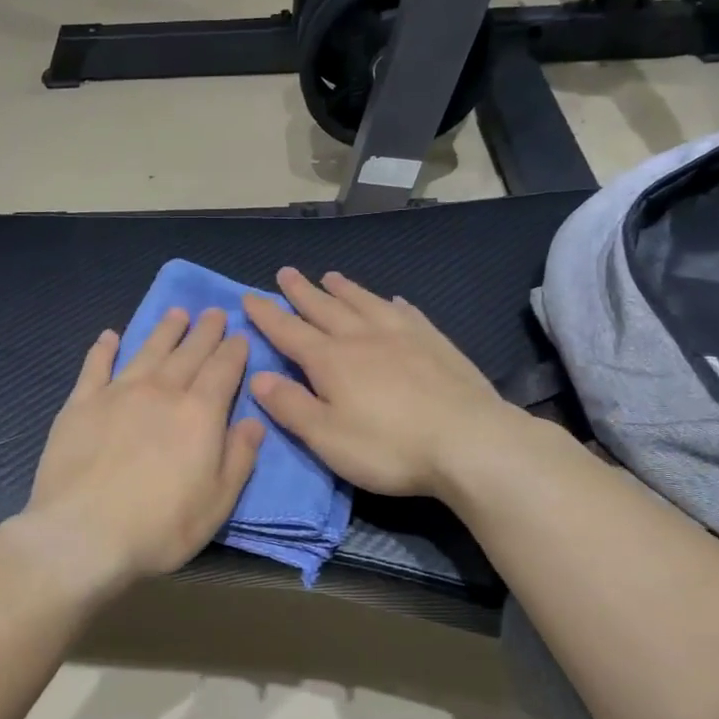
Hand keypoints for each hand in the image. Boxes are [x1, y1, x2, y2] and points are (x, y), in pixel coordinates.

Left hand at [22, 308, 265, 585]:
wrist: (83, 535)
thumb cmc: (160, 527)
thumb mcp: (218, 503)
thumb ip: (239, 458)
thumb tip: (254, 422)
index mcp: (199, 413)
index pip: (223, 369)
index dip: (234, 350)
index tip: (240, 335)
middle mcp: (161, 391)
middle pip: (188, 353)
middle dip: (205, 331)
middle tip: (214, 312)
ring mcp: (117, 393)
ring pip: (147, 350)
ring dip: (164, 330)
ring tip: (176, 314)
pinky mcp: (80, 404)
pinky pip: (95, 366)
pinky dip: (104, 349)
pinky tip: (109, 336)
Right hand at [242, 268, 527, 499]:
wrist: (470, 442)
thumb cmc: (388, 446)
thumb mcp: (326, 436)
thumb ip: (290, 405)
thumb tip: (257, 377)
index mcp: (330, 360)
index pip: (289, 331)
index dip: (267, 315)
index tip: (249, 297)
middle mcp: (362, 337)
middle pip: (325, 308)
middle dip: (301, 291)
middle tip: (286, 272)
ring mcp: (403, 335)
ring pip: (365, 303)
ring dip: (344, 289)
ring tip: (331, 276)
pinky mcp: (436, 343)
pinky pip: (407, 313)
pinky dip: (391, 304)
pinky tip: (392, 300)